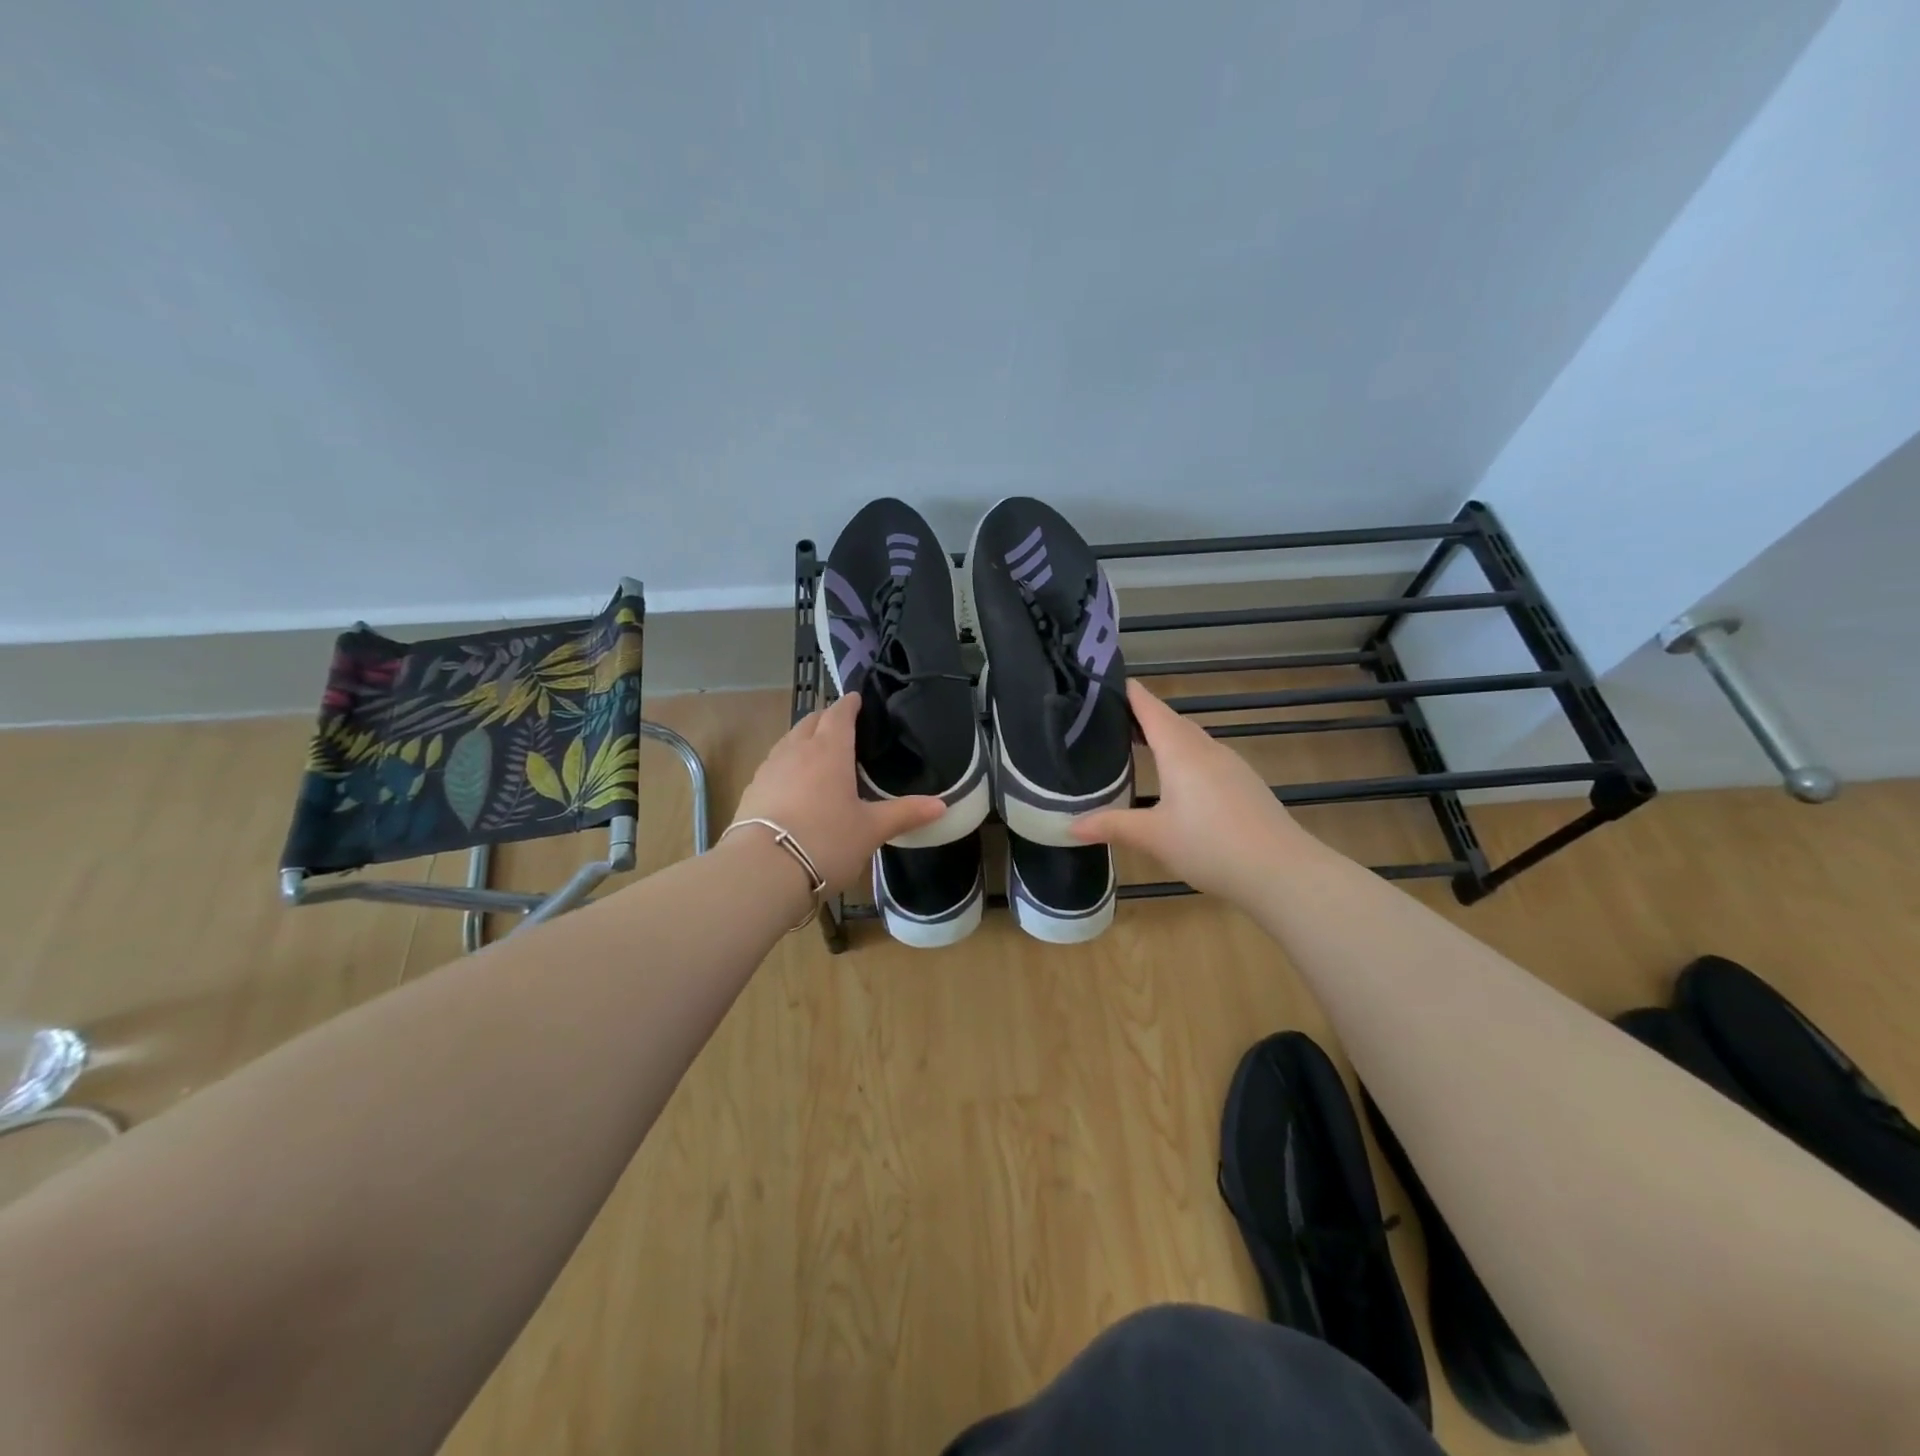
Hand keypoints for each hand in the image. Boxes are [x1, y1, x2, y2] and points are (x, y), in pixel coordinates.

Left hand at [731, 693, 944, 893]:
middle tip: (842, 727)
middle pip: (810, 721)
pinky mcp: (752, 790)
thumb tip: (942, 805)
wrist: (762, 870)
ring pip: (788, 741)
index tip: (857, 700)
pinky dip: (787, 764)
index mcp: (829, 750)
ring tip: (818, 753)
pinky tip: (794, 784)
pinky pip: (774, 765)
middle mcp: (796, 750)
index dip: (849, 704)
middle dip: (826, 719)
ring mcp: (770, 768)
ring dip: (804, 739)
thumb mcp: (871, 830)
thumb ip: (904, 813)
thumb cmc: (826, 841)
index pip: (839, 713)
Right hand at [1072, 679, 1312, 905]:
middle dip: (1142, 716)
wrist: (1282, 871)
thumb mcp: (1153, 837)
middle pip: (1171, 721)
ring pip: (1191, 741)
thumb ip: (1111, 826)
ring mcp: (1231, 766)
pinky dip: (1184, 758)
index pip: (1150, 708)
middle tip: (1108, 720)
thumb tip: (1070, 826)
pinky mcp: (1245, 785)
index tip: (1103, 682)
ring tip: (1136, 747)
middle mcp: (1207, 749)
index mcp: (1181, 751)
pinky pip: (1206, 759)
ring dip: (1164, 738)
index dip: (1128, 693)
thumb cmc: (1210, 845)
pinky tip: (1176, 782)